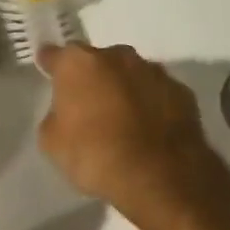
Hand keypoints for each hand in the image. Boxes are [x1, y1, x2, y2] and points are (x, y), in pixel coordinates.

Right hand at [35, 43, 229, 225]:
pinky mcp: (181, 90)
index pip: (57, 56)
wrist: (159, 173)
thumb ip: (57, 116)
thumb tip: (68, 112)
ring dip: (125, 89)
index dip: (51, 65)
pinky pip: (157, 93)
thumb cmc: (95, 155)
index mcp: (80, 64)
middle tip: (89, 104)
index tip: (49, 70)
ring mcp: (154, 71)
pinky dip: (152, 104)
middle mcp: (119, 57)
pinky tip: (150, 128)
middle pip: (99, 61)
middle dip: (94, 78)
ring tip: (123, 119)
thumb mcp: (53, 142)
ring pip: (132, 74)